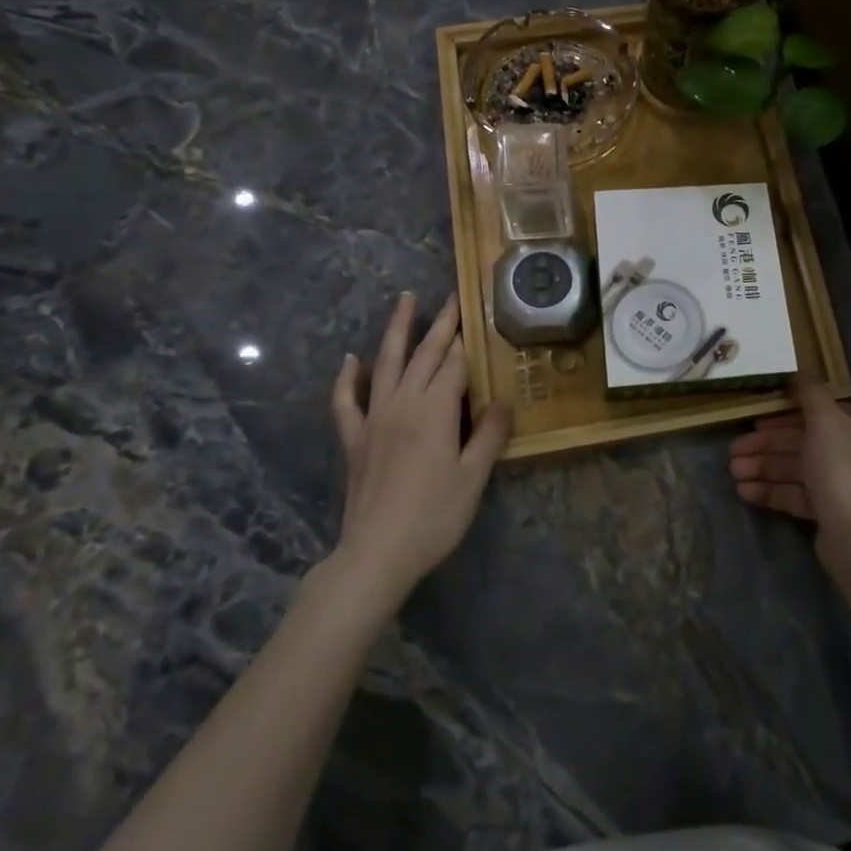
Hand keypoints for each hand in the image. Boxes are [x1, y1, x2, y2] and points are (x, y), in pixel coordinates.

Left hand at [329, 292, 511, 596]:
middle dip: (441, 324)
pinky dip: (347, 378)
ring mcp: (374, 419)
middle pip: (425, 355)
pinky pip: (346, 401)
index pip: (456, 365)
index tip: (479, 317)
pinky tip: (351, 360)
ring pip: (386, 363)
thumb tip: (505, 398)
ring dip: (396, 330)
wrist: (376, 554)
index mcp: (435, 411)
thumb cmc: (434, 516)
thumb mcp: (473, 477)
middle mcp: (403, 404)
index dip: (469, 342)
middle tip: (452, 297)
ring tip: (404, 300)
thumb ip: (489, 434)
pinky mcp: (354, 439)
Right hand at [728, 378, 850, 569]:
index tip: (754, 421)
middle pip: (804, 440)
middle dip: (766, 446)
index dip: (783, 414)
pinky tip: (746, 492)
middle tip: (732, 452)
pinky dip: (773, 491)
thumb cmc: (845, 470)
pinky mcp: (833, 513)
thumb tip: (799, 372)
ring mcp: (847, 484)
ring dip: (764, 468)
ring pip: (798, 468)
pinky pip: (799, 494)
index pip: (818, 411)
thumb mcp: (826, 421)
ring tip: (733, 474)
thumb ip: (810, 394)